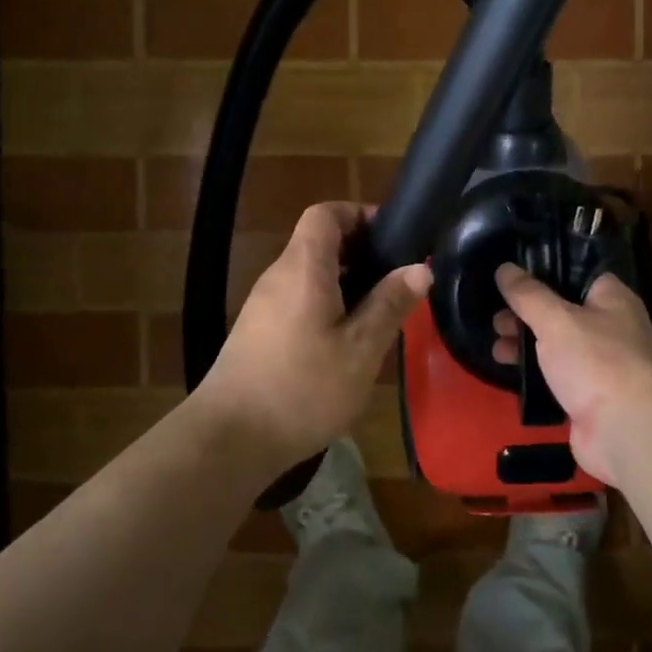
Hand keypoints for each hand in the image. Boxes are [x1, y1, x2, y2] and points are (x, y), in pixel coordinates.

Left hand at [195, 203, 431, 470]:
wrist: (231, 438)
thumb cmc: (303, 389)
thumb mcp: (361, 349)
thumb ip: (390, 304)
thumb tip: (420, 267)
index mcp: (303, 268)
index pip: (325, 213)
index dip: (359, 214)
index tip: (392, 238)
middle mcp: (278, 277)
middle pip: (318, 243)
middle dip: (361, 254)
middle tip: (396, 283)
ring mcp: (263, 306)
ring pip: (310, 276)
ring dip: (346, 284)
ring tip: (378, 316)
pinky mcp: (257, 333)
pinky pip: (297, 302)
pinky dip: (325, 307)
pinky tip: (345, 345)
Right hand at [492, 263, 651, 485]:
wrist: (625, 430)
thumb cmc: (596, 361)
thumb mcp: (556, 320)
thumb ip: (527, 295)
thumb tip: (504, 268)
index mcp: (613, 300)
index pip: (580, 275)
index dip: (547, 275)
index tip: (512, 279)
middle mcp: (611, 329)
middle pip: (563, 313)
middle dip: (527, 316)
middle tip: (496, 321)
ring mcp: (601, 366)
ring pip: (557, 347)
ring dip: (526, 346)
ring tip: (496, 349)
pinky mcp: (589, 398)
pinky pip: (557, 378)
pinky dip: (535, 375)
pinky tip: (510, 373)